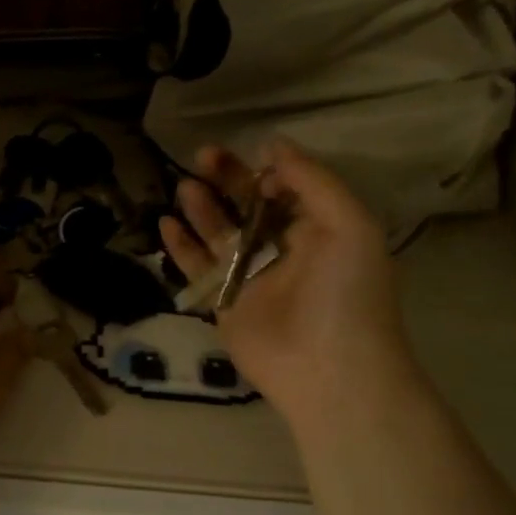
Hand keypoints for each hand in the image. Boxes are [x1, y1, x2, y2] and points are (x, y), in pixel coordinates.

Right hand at [159, 139, 417, 432]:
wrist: (329, 370)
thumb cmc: (346, 293)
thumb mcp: (349, 224)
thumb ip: (312, 180)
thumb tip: (273, 144)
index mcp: (318, 229)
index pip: (284, 189)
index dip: (265, 170)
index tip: (250, 159)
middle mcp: (282, 249)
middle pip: (246, 206)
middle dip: (226, 179)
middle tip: (201, 155)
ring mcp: (249, 277)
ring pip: (218, 233)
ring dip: (201, 208)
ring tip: (184, 186)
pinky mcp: (223, 303)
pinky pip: (197, 268)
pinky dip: (181, 247)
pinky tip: (166, 224)